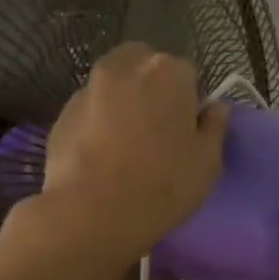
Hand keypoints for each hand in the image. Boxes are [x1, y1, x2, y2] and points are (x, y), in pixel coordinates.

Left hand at [13, 43, 228, 264]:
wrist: (92, 212)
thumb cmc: (163, 184)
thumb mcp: (208, 162)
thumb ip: (215, 127)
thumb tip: (216, 108)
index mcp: (167, 72)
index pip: (188, 74)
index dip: (191, 101)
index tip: (190, 129)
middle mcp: (125, 67)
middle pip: (145, 67)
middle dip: (154, 88)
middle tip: (160, 129)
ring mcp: (88, 87)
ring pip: (115, 86)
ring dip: (125, 103)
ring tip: (129, 144)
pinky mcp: (62, 113)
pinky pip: (92, 110)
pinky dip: (100, 122)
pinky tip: (104, 155)